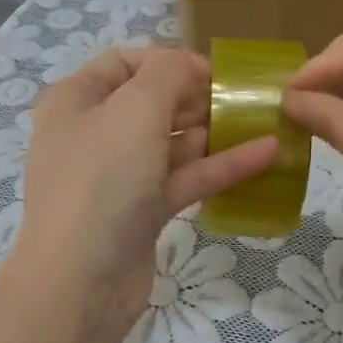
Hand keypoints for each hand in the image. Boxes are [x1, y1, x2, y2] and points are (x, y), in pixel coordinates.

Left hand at [11, 46, 277, 338]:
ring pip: (172, 143)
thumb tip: (189, 65)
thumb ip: (169, 73)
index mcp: (76, 100)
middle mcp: (93, 133)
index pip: (124, 62)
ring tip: (265, 121)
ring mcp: (117, 176)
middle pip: (152, 102)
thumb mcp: (136, 109)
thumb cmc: (103, 179)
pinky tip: (266, 155)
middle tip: (245, 98)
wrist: (80, 282)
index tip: (213, 72)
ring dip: (215, 132)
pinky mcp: (141, 212)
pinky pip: (183, 179)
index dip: (169, 61)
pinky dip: (219, 167)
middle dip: (198, 97)